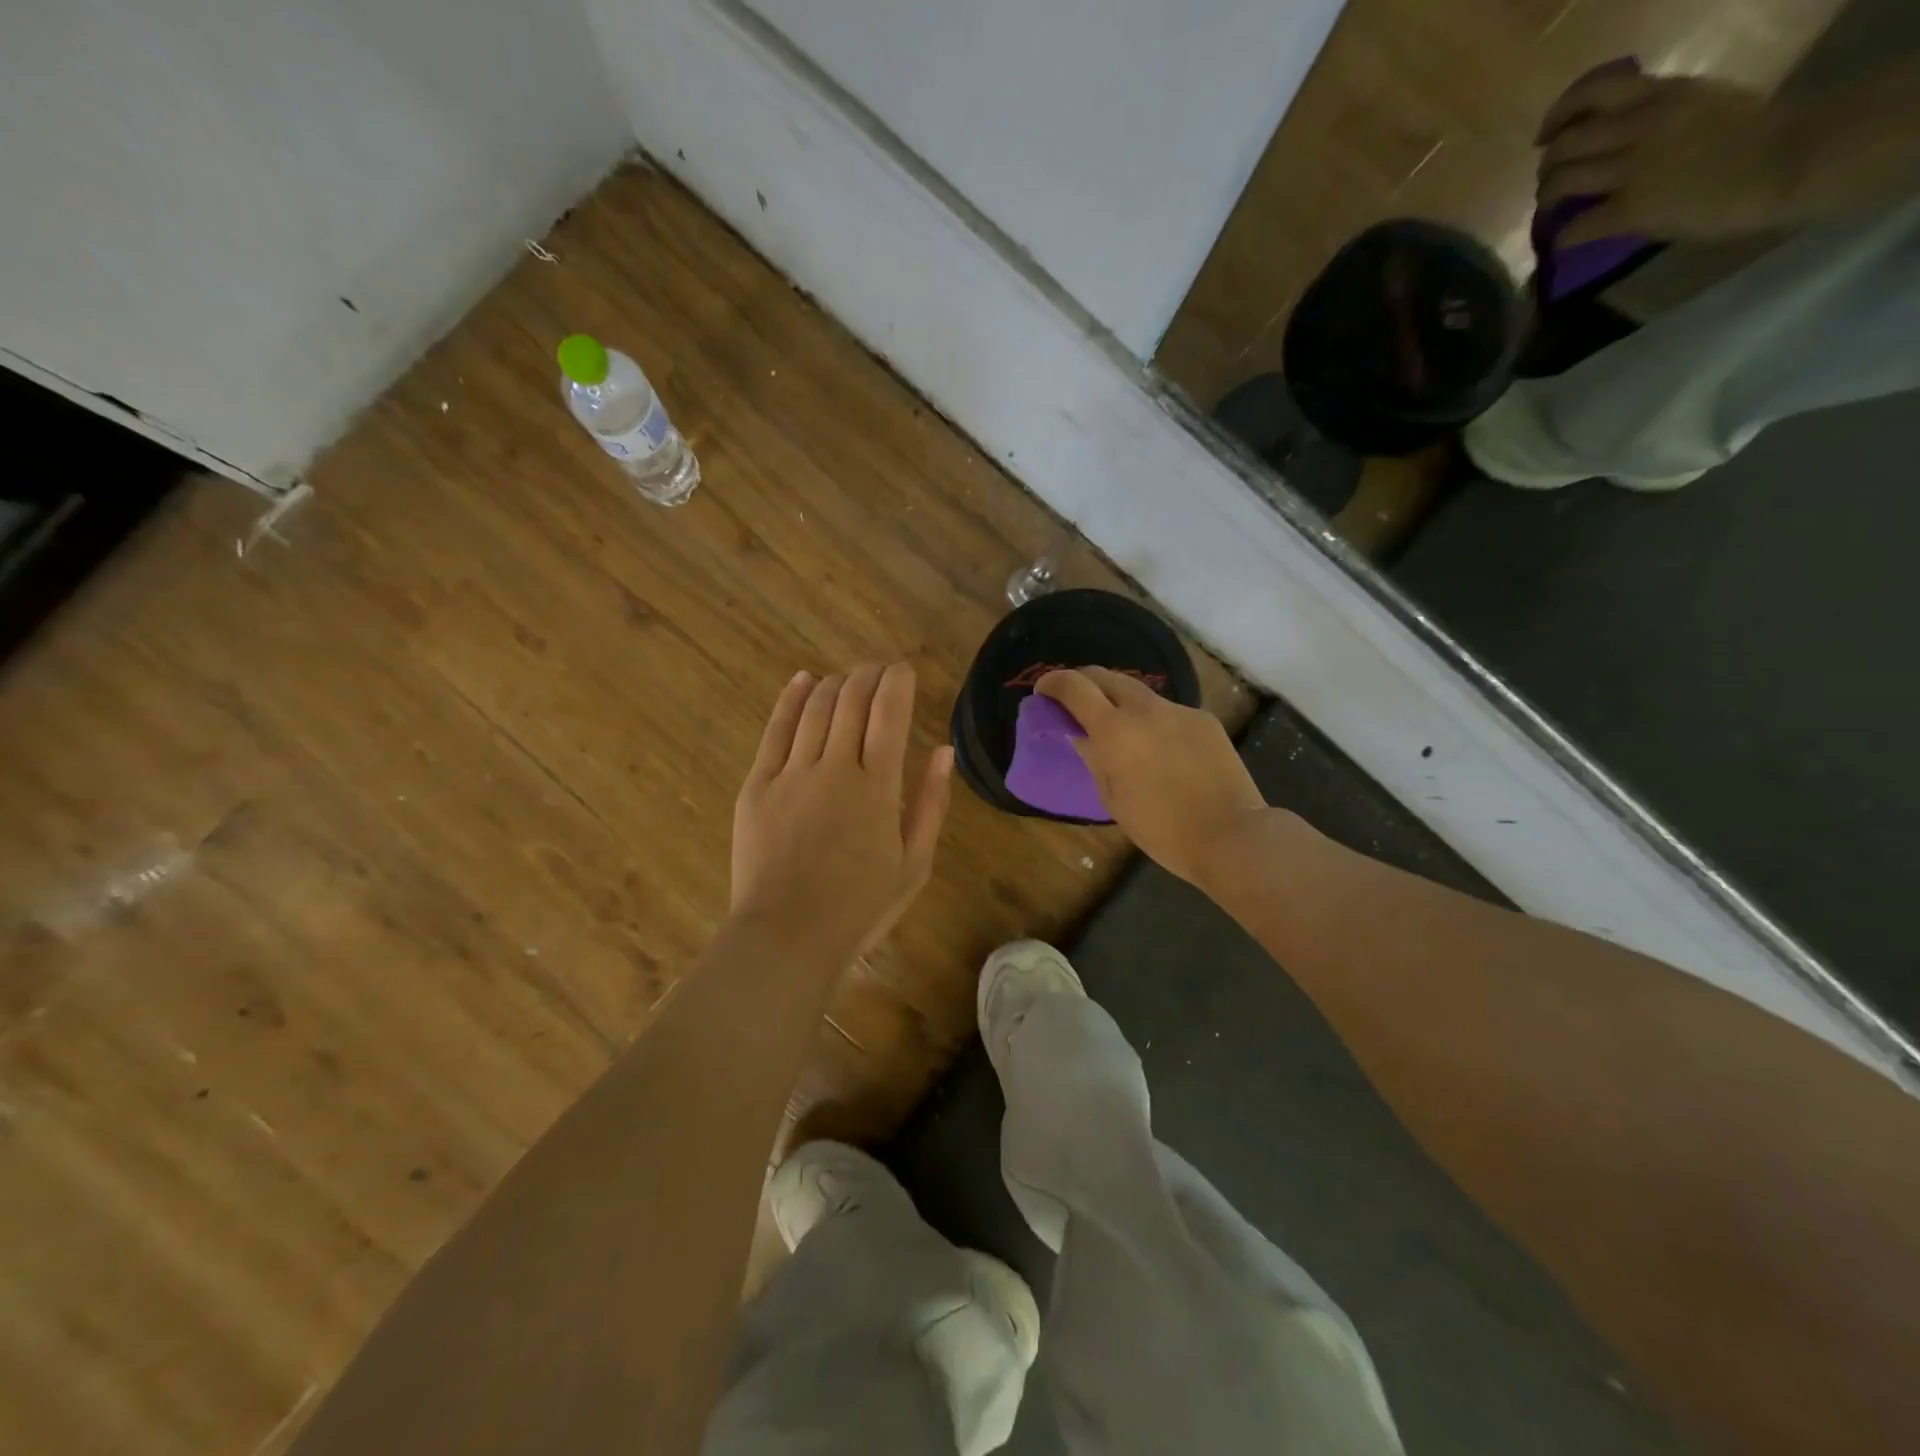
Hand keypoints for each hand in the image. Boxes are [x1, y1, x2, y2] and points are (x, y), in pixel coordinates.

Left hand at [731, 664, 952, 959]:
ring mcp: (792, 773)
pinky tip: (802, 681)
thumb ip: (931, 803)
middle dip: (868, 676)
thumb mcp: (914, 864)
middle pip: (851, 702)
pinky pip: (775, 730)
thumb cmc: (859, 907)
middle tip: (877, 669)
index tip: (903, 669)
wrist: (787, 935)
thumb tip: (944, 751)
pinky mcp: (758, 785)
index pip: (890, 715)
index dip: (897, 683)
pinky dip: (791, 699)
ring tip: (847, 678)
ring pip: (815, 708)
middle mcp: (835, 768)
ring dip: (834, 684)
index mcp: (878, 788)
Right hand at [1038, 667, 1267, 885]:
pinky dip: (1153, 721)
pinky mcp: (1204, 720)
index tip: (1043, 691)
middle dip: (1085, 682)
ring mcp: (1178, 711)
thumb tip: (1080, 736)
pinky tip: (1160, 749)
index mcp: (1115, 731)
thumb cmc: (1161, 829)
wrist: (1231, 835)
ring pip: (1140, 693)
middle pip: (1107, 676)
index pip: (1075, 687)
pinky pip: (1168, 712)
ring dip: (1119, 701)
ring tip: (1118, 727)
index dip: (1054, 682)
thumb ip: (1094, 759)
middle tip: (1075, 702)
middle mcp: (1145, 710)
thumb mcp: (1113, 798)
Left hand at [1537, 70, 1801, 243]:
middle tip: (1550, 184)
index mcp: (1663, 93)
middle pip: (1564, 145)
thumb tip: (1618, 136)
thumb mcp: (1703, 102)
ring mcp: (1632, 170)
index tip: (1546, 136)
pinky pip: (1574, 229)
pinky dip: (1561, 238)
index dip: (1557, 115)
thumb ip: (1660, 114)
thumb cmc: (1754, 133)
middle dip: (1547, 168)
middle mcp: (1640, 126)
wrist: (1789, 159)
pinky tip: (1565, 241)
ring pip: (1560, 183)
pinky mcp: (1629, 210)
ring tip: (1552, 210)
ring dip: (1546, 200)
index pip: (1593, 91)